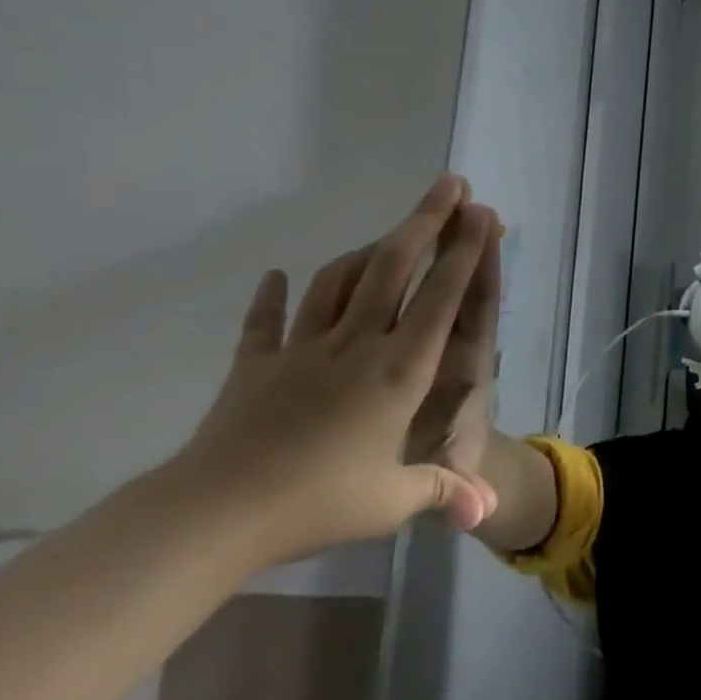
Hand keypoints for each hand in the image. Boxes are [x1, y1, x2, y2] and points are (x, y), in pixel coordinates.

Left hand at [170, 175, 499, 565]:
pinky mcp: (256, 366)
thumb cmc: (316, 503)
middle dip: (425, 220)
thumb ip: (443, 491)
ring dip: (367, 248)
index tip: (481, 212)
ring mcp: (303, 349)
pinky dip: (271, 298)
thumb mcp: (391, 502)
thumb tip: (487, 511)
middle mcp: (357, 344)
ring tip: (388, 231)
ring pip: (339, 281)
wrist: (213, 515)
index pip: (441, 298)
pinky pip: (266, 323)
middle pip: (394, 267)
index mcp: (398, 370)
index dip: (464, 251)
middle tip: (448, 184)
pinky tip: (275, 277)